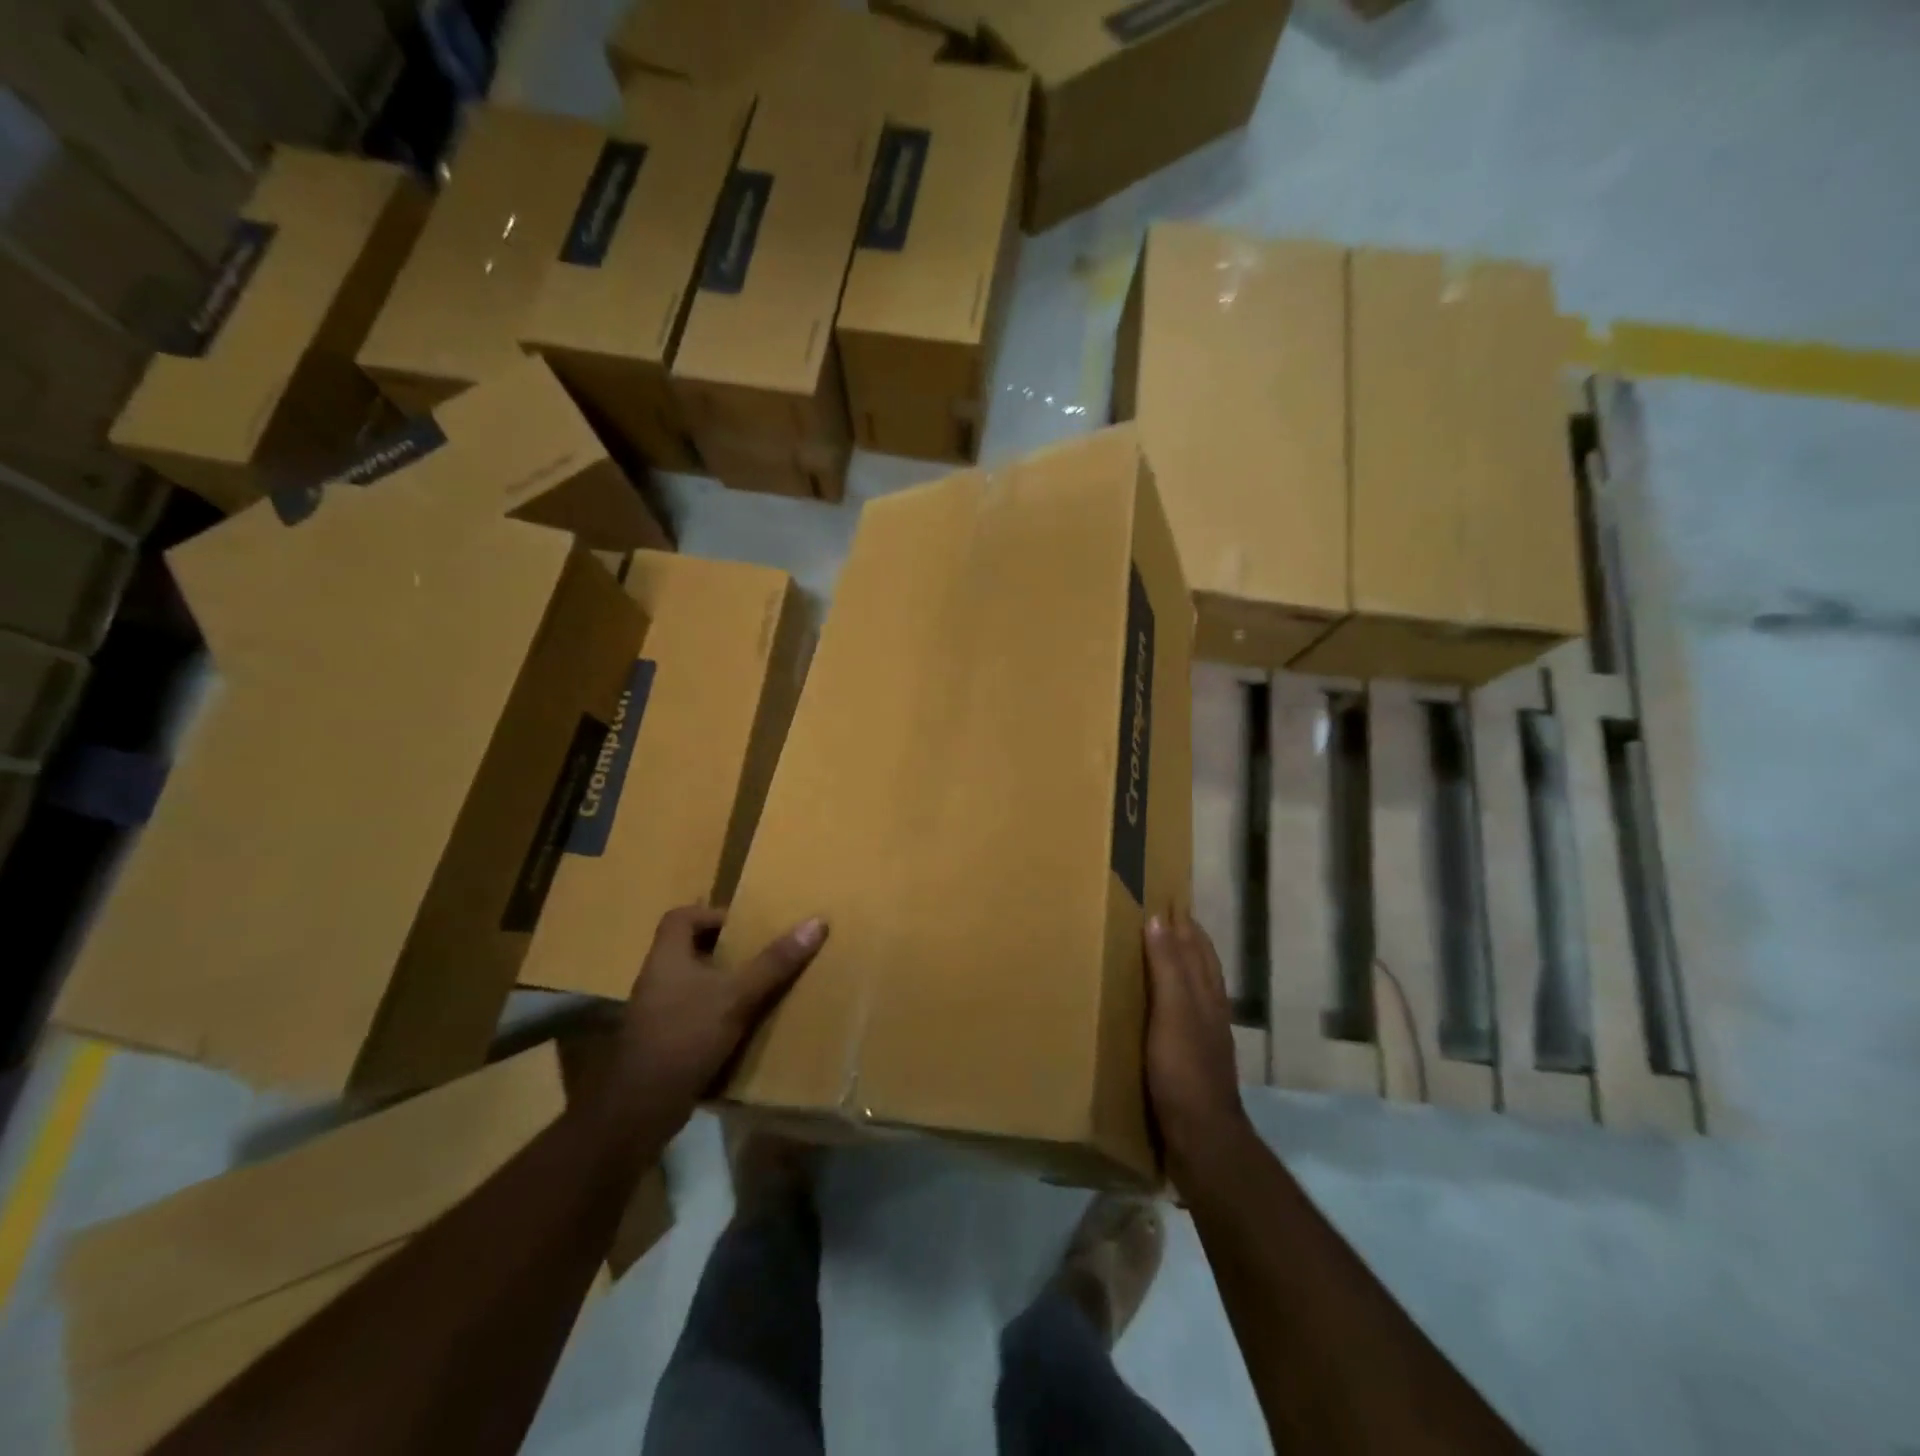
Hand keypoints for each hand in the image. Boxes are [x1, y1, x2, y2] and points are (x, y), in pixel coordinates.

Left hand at [608, 905, 827, 1140]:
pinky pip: (690, 1014)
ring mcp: (654, 1012)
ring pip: (690, 983)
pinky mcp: (660, 1041)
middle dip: (723, 950)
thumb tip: (816, 923)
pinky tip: (740, 1027)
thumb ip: (775, 961)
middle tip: (758, 955)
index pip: (681, 917)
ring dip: (720, 983)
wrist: (642, 1106)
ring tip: (756, 988)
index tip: (744, 926)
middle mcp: (655, 978)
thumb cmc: (687, 1035)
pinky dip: (714, 1014)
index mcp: (666, 957)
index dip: (711, 914)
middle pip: (688, 949)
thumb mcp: (738, 996)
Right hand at [1144, 911, 1256, 1189]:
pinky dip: (1173, 1001)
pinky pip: (1183, 1018)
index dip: (1184, 924)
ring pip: (1195, 991)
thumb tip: (1161, 918)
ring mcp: (1204, 1039)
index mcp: (1206, 995)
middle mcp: (1210, 1011)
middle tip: (1164, 919)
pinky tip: (1160, 1010)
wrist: (1202, 1139)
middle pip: (1201, 966)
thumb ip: (1168, 968)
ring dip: (1182, 968)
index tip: (1168, 898)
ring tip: (1160, 955)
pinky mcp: (1192, 1063)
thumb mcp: (1173, 1013)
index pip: (1197, 948)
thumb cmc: (1184, 1070)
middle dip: (1186, 941)